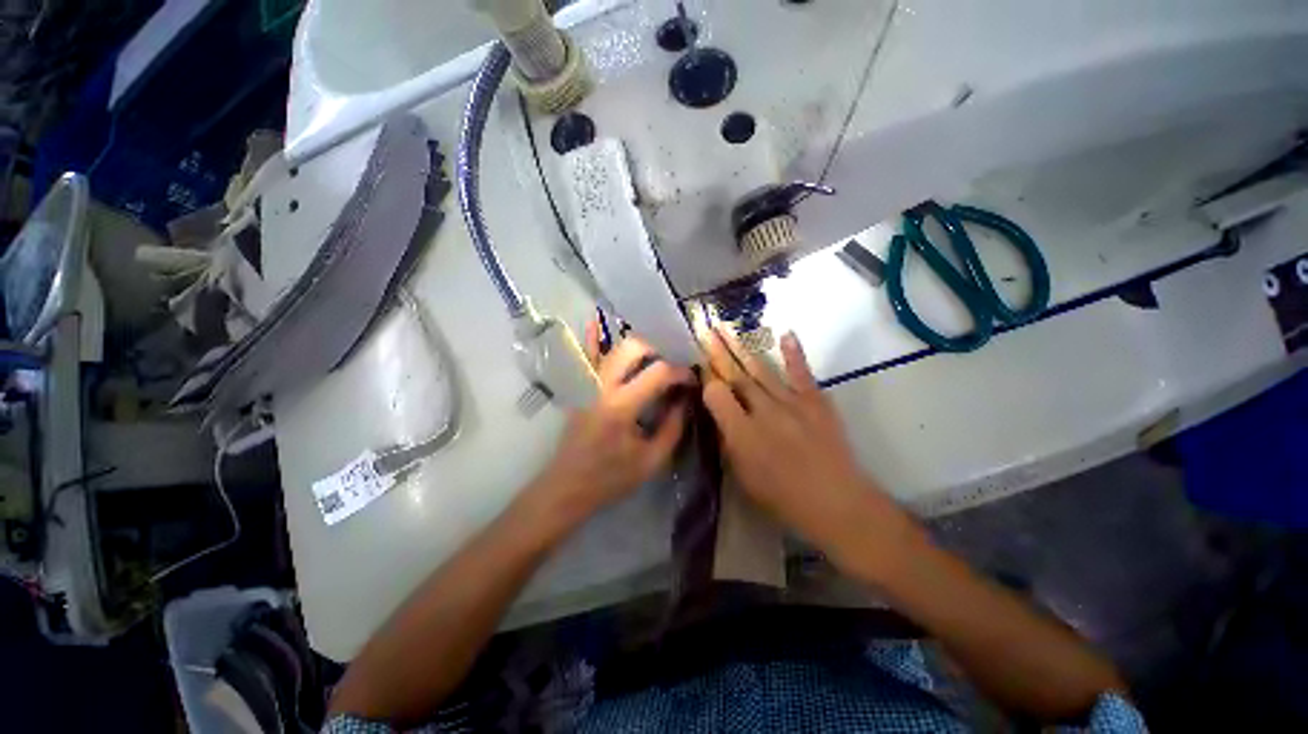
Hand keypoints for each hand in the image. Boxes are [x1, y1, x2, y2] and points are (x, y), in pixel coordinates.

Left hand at [533, 321, 694, 523]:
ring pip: (611, 348)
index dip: (681, 372)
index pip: (658, 373)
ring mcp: (586, 383)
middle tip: (669, 371)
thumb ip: (673, 427)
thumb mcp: (652, 461)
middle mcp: (602, 386)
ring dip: (636, 347)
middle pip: (633, 347)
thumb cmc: (610, 478)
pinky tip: (595, 320)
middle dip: (658, 352)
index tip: (692, 381)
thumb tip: (686, 400)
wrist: (567, 487)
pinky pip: (584, 356)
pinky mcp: (578, 387)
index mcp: (621, 406)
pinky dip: (591, 338)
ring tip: (652, 360)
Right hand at [701, 329, 915, 570]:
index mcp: (742, 434)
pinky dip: (794, 353)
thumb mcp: (743, 477)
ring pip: (760, 369)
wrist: (837, 503)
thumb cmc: (784, 498)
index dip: (706, 379)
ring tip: (726, 328)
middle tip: (705, 330)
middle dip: (717, 352)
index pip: (716, 394)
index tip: (700, 368)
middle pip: (736, 375)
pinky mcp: (816, 401)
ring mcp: (792, 403)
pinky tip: (786, 333)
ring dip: (741, 347)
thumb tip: (720, 416)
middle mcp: (764, 412)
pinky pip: (801, 373)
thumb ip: (728, 442)